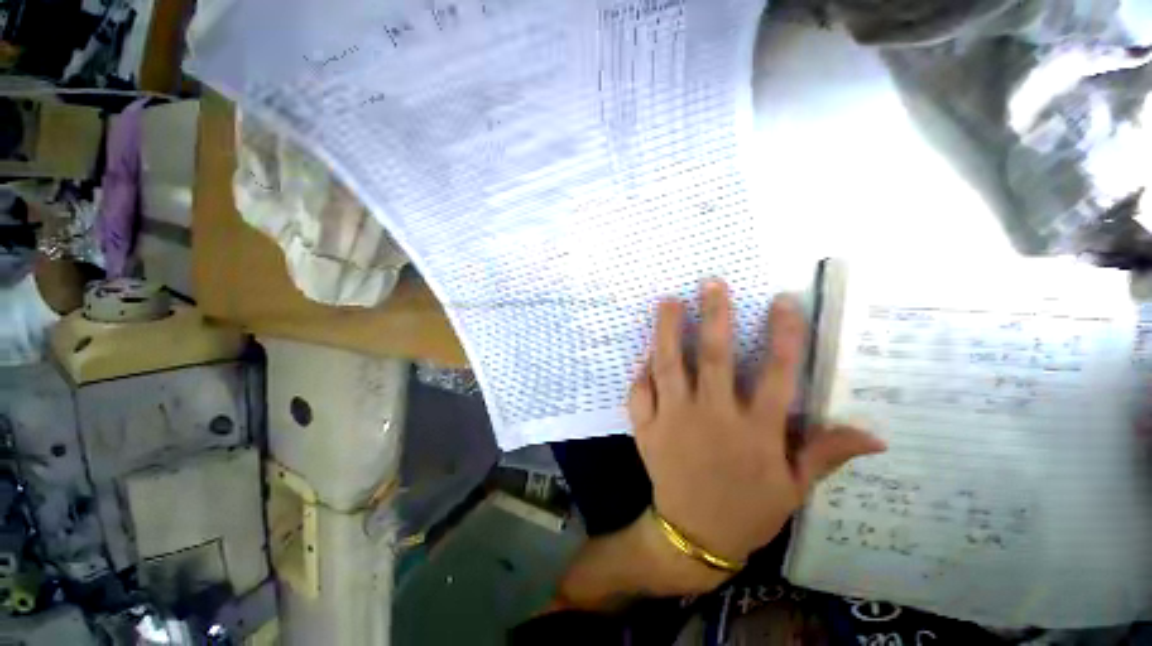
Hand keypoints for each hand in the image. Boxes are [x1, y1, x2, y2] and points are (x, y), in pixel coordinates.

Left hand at [629, 280, 885, 565]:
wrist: (694, 535)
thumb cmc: (747, 509)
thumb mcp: (793, 488)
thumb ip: (825, 454)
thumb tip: (875, 434)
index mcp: (755, 432)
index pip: (778, 375)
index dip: (783, 335)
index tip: (782, 300)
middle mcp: (713, 418)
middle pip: (714, 358)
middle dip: (714, 317)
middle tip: (711, 284)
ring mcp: (674, 420)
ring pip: (670, 366)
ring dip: (667, 331)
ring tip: (668, 301)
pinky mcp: (647, 428)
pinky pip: (641, 392)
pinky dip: (641, 370)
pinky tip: (644, 352)